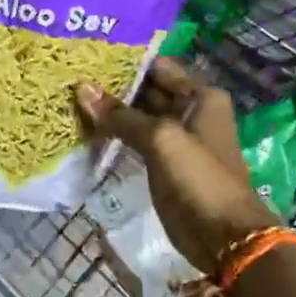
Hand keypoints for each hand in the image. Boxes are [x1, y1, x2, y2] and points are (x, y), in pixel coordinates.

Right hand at [76, 60, 279, 273]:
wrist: (224, 237)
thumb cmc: (199, 178)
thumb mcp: (161, 140)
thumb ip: (121, 115)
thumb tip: (81, 89)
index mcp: (200, 96)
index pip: (157, 67)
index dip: (125, 62)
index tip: (88, 58)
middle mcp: (190, 111)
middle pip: (146, 90)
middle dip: (113, 87)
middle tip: (71, 79)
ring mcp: (177, 139)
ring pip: (138, 116)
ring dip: (111, 112)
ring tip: (71, 101)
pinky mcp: (164, 163)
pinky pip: (136, 140)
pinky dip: (115, 134)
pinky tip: (86, 128)